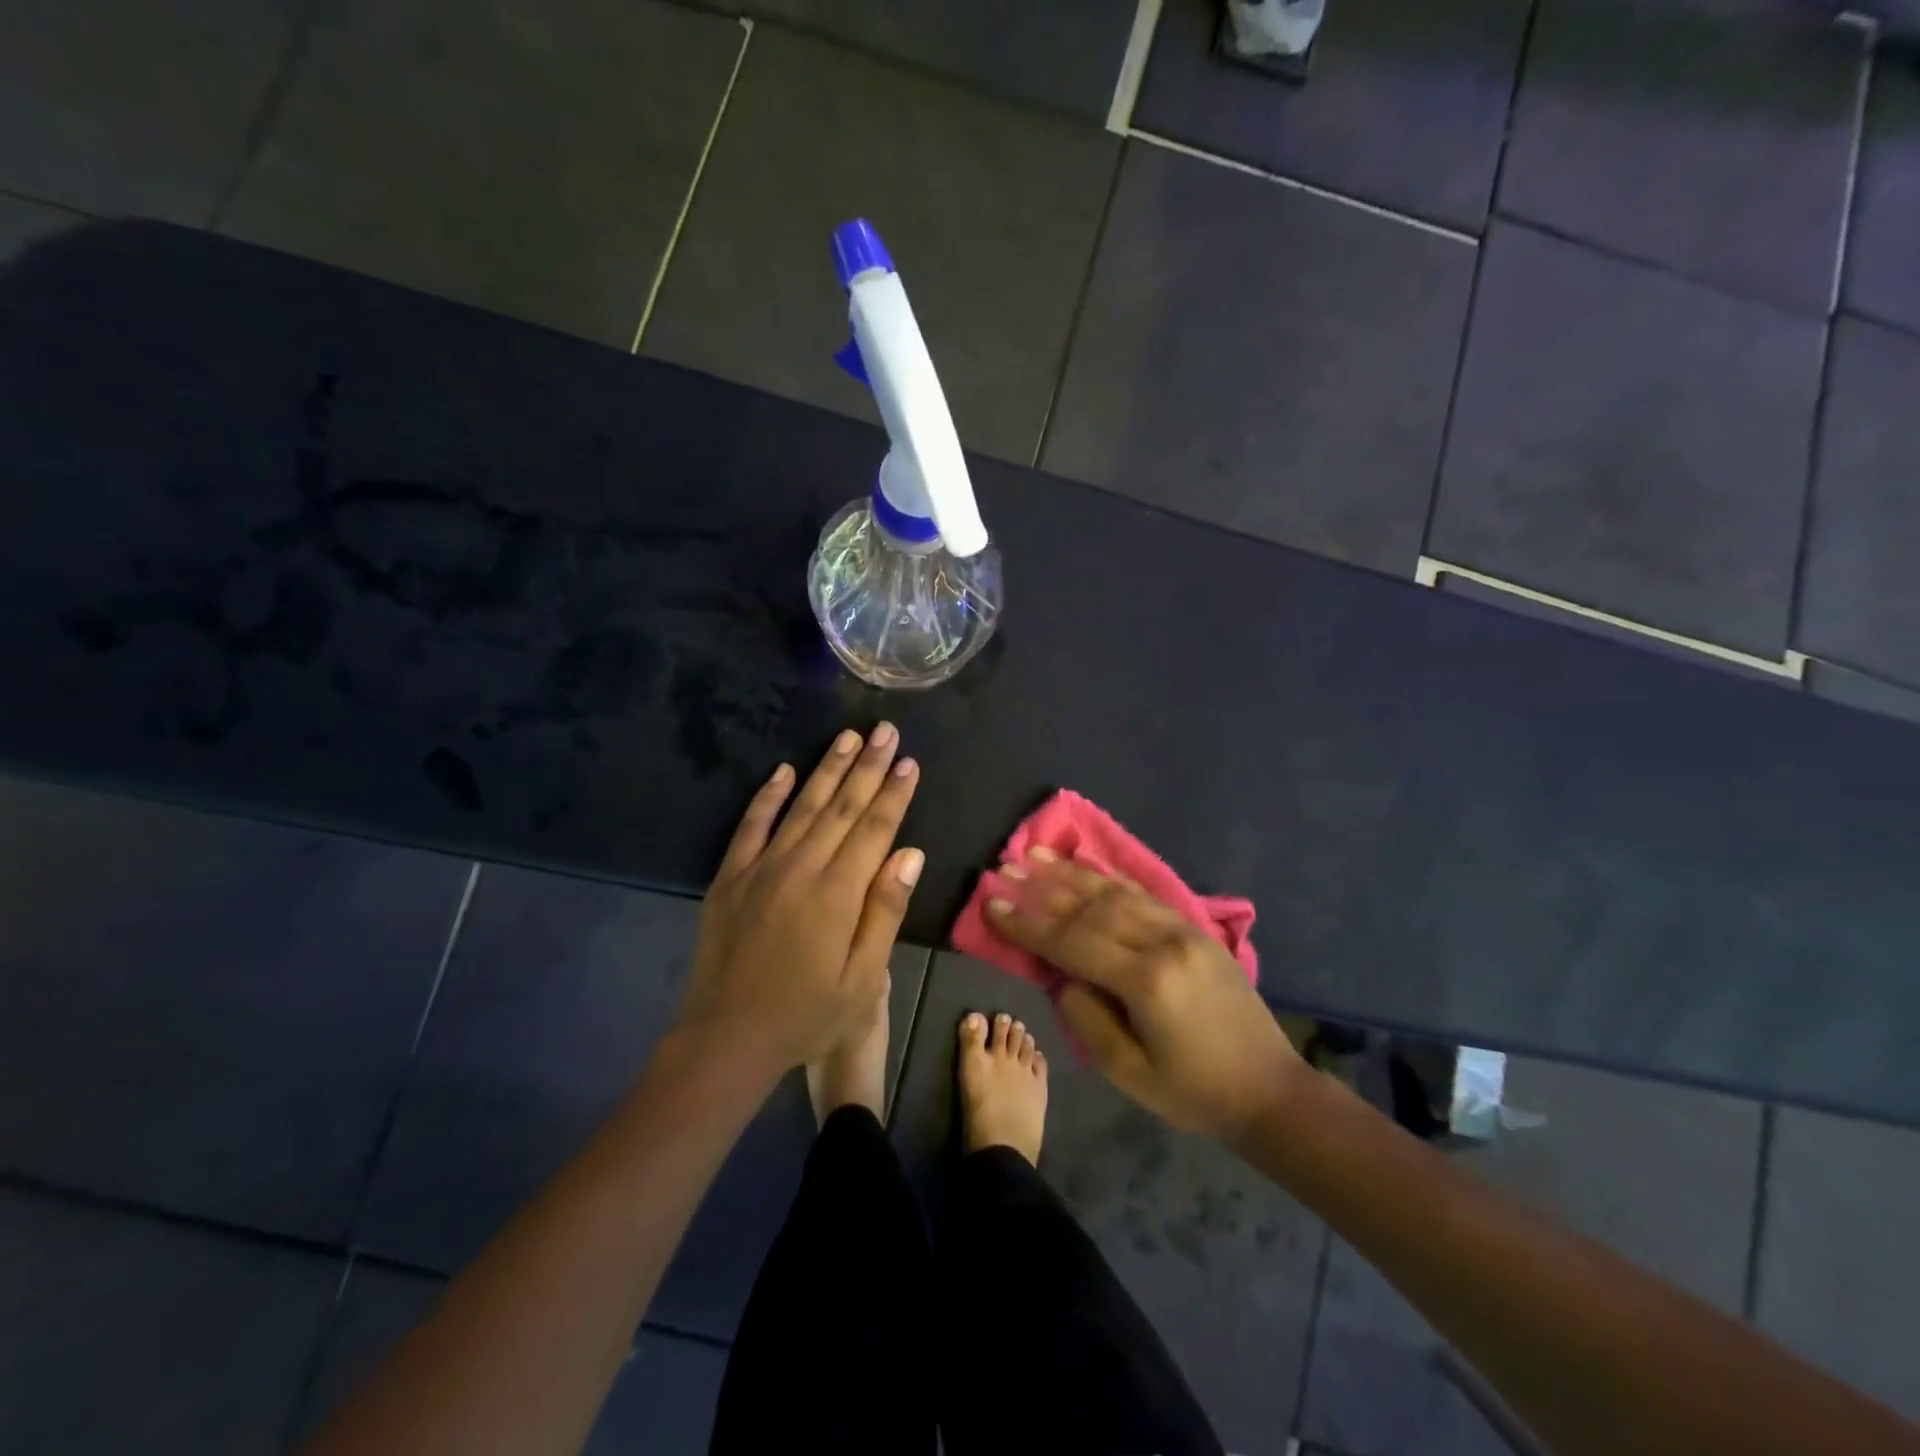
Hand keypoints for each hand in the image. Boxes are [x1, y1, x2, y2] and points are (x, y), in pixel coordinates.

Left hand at [677, 724, 922, 1079]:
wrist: (726, 1039)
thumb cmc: (806, 1015)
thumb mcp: (862, 979)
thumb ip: (885, 912)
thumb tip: (911, 854)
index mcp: (838, 894)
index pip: (874, 829)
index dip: (894, 794)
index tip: (908, 761)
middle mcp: (801, 868)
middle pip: (840, 807)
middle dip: (867, 767)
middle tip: (885, 730)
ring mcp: (761, 868)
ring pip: (801, 806)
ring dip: (826, 769)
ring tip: (848, 738)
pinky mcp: (731, 877)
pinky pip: (751, 826)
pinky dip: (767, 796)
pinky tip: (783, 771)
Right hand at [986, 855, 1303, 1142]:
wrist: (1269, 1088)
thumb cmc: (1194, 1091)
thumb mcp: (1128, 1072)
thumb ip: (1085, 1017)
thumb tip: (1061, 976)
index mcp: (1147, 980)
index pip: (1072, 941)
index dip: (1027, 923)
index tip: (991, 903)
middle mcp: (1164, 941)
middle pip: (1091, 906)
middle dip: (1042, 888)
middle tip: (1003, 869)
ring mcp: (1183, 928)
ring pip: (1116, 890)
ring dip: (1070, 872)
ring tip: (1032, 855)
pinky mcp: (1195, 927)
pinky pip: (1142, 892)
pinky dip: (1107, 876)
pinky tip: (1084, 865)